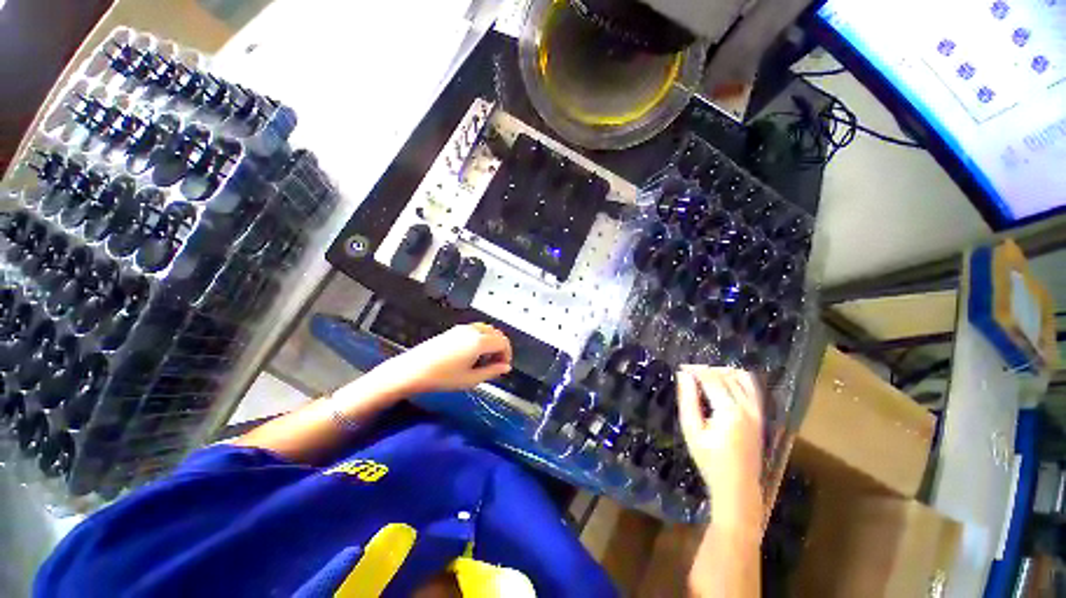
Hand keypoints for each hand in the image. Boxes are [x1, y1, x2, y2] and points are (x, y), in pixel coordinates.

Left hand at [376, 323, 512, 394]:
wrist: (412, 370)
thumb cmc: (442, 377)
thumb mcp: (470, 379)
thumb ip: (492, 372)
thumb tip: (505, 368)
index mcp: (479, 341)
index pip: (503, 342)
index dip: (507, 354)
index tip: (503, 367)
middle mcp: (473, 330)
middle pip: (496, 333)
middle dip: (501, 348)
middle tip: (497, 364)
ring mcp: (462, 328)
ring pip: (486, 330)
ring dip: (492, 342)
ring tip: (485, 360)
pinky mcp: (454, 330)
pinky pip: (476, 330)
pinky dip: (482, 339)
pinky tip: (474, 353)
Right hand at [676, 365, 764, 531]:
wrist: (738, 487)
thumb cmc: (710, 461)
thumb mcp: (691, 431)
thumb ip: (687, 400)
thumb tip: (683, 376)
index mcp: (730, 411)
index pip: (712, 379)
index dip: (695, 370)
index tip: (680, 368)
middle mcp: (747, 408)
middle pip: (727, 376)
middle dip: (706, 370)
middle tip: (688, 373)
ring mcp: (757, 412)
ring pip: (742, 379)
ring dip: (723, 372)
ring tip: (705, 376)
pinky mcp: (760, 417)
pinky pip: (752, 389)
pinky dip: (738, 380)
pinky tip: (724, 383)